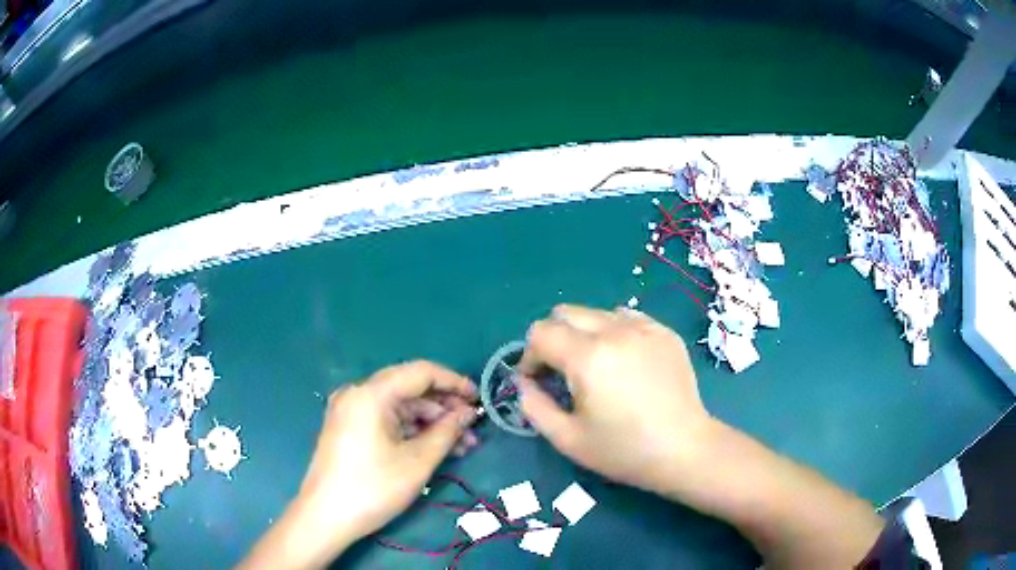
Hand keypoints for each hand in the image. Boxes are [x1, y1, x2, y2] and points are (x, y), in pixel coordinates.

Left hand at [241, 361, 477, 569]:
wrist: (325, 516)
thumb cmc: (373, 488)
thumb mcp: (417, 461)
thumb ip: (447, 431)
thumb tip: (468, 413)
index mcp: (371, 393)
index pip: (421, 372)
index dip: (454, 382)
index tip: (479, 399)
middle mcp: (358, 393)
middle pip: (409, 388)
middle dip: (444, 407)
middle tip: (472, 428)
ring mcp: (350, 410)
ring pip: (399, 406)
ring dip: (430, 422)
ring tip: (461, 445)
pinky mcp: (348, 427)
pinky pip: (386, 419)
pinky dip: (411, 430)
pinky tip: (434, 447)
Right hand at [517, 304, 713, 495]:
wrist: (684, 449)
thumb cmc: (623, 450)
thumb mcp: (567, 439)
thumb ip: (534, 406)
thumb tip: (524, 383)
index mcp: (588, 357)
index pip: (540, 333)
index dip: (529, 356)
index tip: (538, 381)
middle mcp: (615, 331)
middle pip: (565, 312)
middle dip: (553, 339)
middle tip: (562, 372)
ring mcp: (644, 327)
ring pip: (596, 313)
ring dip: (584, 334)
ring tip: (596, 367)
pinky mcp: (664, 332)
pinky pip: (627, 318)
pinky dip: (614, 332)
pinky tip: (624, 362)